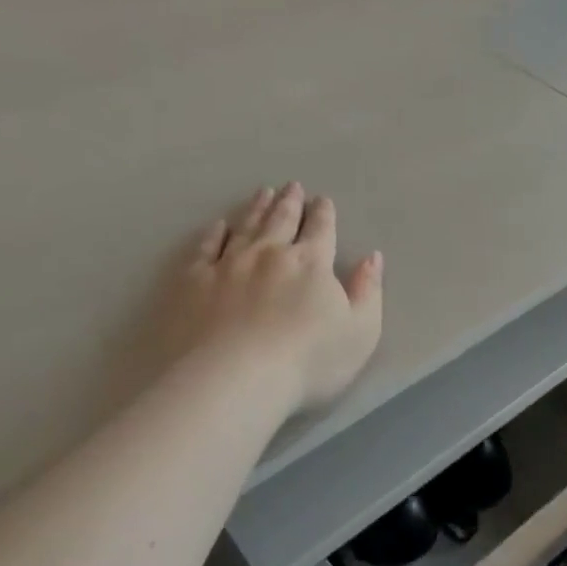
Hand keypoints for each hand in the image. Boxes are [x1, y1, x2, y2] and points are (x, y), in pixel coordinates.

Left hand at [169, 184, 383, 412]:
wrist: (234, 379)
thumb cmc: (306, 362)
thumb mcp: (359, 332)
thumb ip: (368, 291)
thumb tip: (372, 257)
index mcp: (311, 262)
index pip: (320, 229)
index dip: (323, 213)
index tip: (322, 200)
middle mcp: (270, 253)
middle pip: (282, 219)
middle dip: (290, 201)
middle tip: (291, 186)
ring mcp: (228, 263)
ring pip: (246, 225)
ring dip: (257, 208)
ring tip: (262, 192)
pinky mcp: (194, 281)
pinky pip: (206, 248)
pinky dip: (214, 233)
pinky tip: (218, 225)